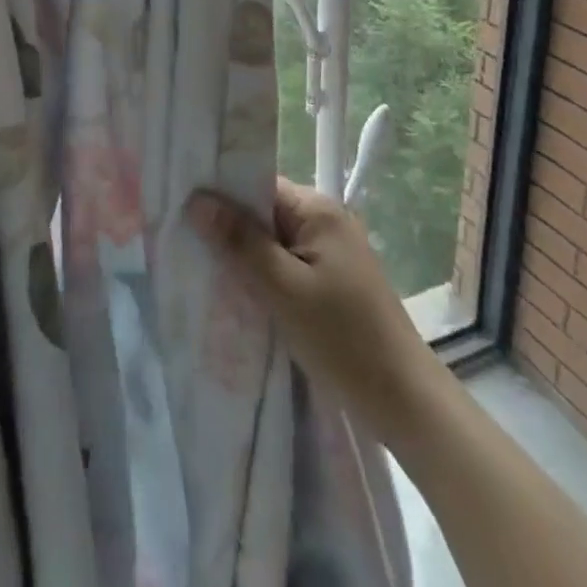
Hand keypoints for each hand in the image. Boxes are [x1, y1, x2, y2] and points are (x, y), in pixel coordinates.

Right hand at [187, 178, 437, 440]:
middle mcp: (325, 220)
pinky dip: (262, 274)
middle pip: (263, 211)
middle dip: (228, 226)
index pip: (257, 185)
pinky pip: (286, 264)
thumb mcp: (284, 289)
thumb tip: (196, 200)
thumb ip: (240, 242)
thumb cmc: (343, 339)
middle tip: (182, 239)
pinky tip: (236, 290)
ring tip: (200, 264)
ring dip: (243, 254)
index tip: (180, 205)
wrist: (405, 402)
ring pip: (272, 241)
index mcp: (317, 209)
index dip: (220, 193)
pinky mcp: (332, 281)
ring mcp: (331, 251)